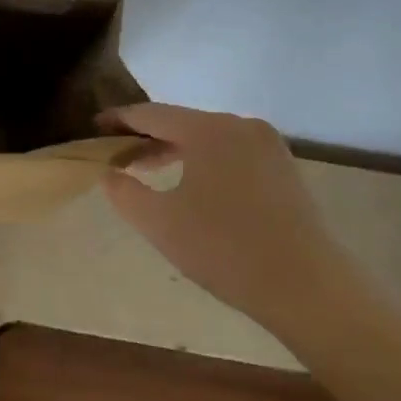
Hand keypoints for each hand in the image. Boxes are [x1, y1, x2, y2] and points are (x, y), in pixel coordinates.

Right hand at [102, 103, 349, 327]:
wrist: (306, 286)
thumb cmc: (223, 249)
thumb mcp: (158, 222)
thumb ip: (123, 191)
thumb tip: (110, 172)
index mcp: (207, 129)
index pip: (150, 114)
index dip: (118, 120)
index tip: (95, 128)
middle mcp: (239, 124)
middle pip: (181, 122)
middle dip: (146, 138)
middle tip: (117, 157)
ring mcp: (267, 144)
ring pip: (208, 137)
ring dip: (175, 150)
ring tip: (149, 171)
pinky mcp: (283, 166)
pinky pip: (231, 151)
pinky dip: (204, 160)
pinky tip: (192, 184)